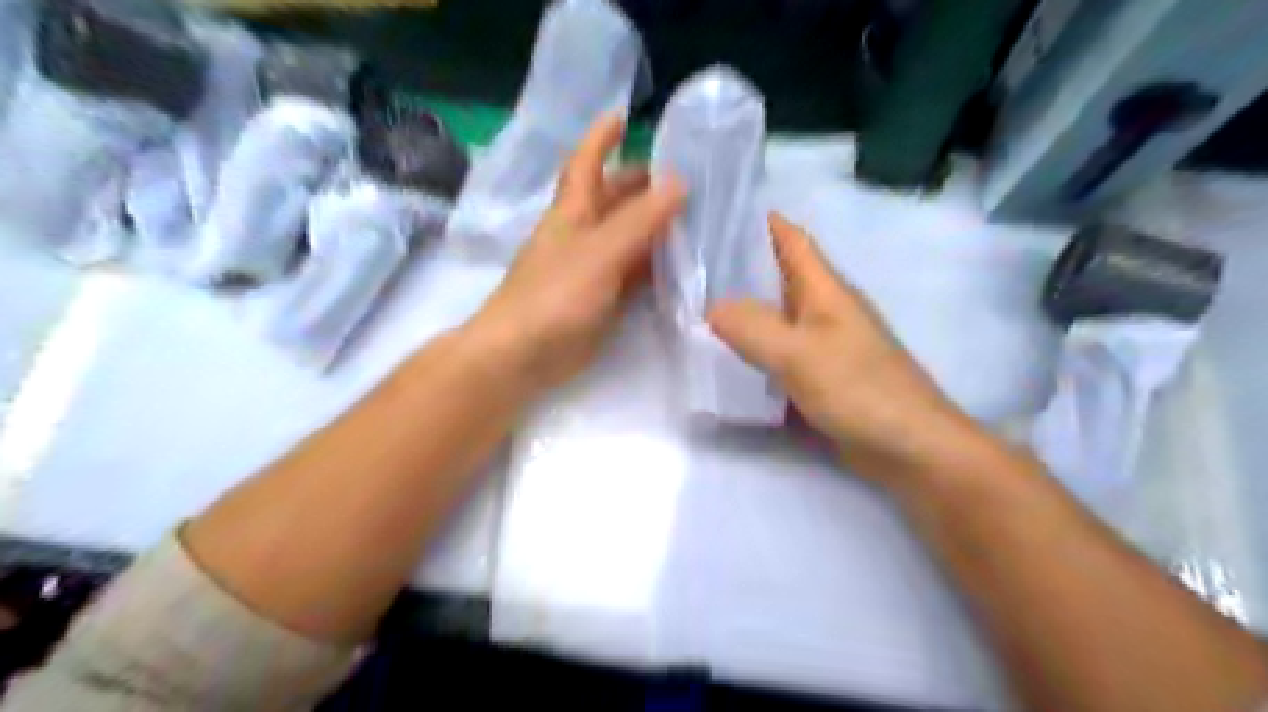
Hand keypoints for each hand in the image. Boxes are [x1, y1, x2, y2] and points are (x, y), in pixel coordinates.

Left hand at [464, 113, 682, 395]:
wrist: (524, 355)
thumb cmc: (555, 295)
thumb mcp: (600, 251)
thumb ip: (640, 219)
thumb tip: (679, 182)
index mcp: (573, 212)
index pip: (586, 163)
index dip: (601, 138)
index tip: (623, 117)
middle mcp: (581, 235)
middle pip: (612, 200)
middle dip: (641, 185)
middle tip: (683, 178)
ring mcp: (591, 269)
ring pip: (627, 238)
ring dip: (654, 227)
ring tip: (693, 218)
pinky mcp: (600, 300)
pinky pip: (633, 274)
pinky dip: (654, 266)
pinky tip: (680, 266)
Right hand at [708, 218, 985, 480]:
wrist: (909, 447)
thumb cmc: (859, 389)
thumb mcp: (799, 354)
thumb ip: (751, 327)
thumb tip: (711, 307)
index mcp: (825, 290)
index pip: (791, 240)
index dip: (761, 221)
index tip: (718, 210)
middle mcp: (824, 309)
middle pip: (779, 275)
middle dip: (740, 266)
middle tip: (692, 264)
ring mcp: (824, 343)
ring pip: (777, 314)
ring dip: (744, 308)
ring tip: (697, 305)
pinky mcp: (822, 375)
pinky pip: (780, 350)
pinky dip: (755, 347)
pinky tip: (727, 354)